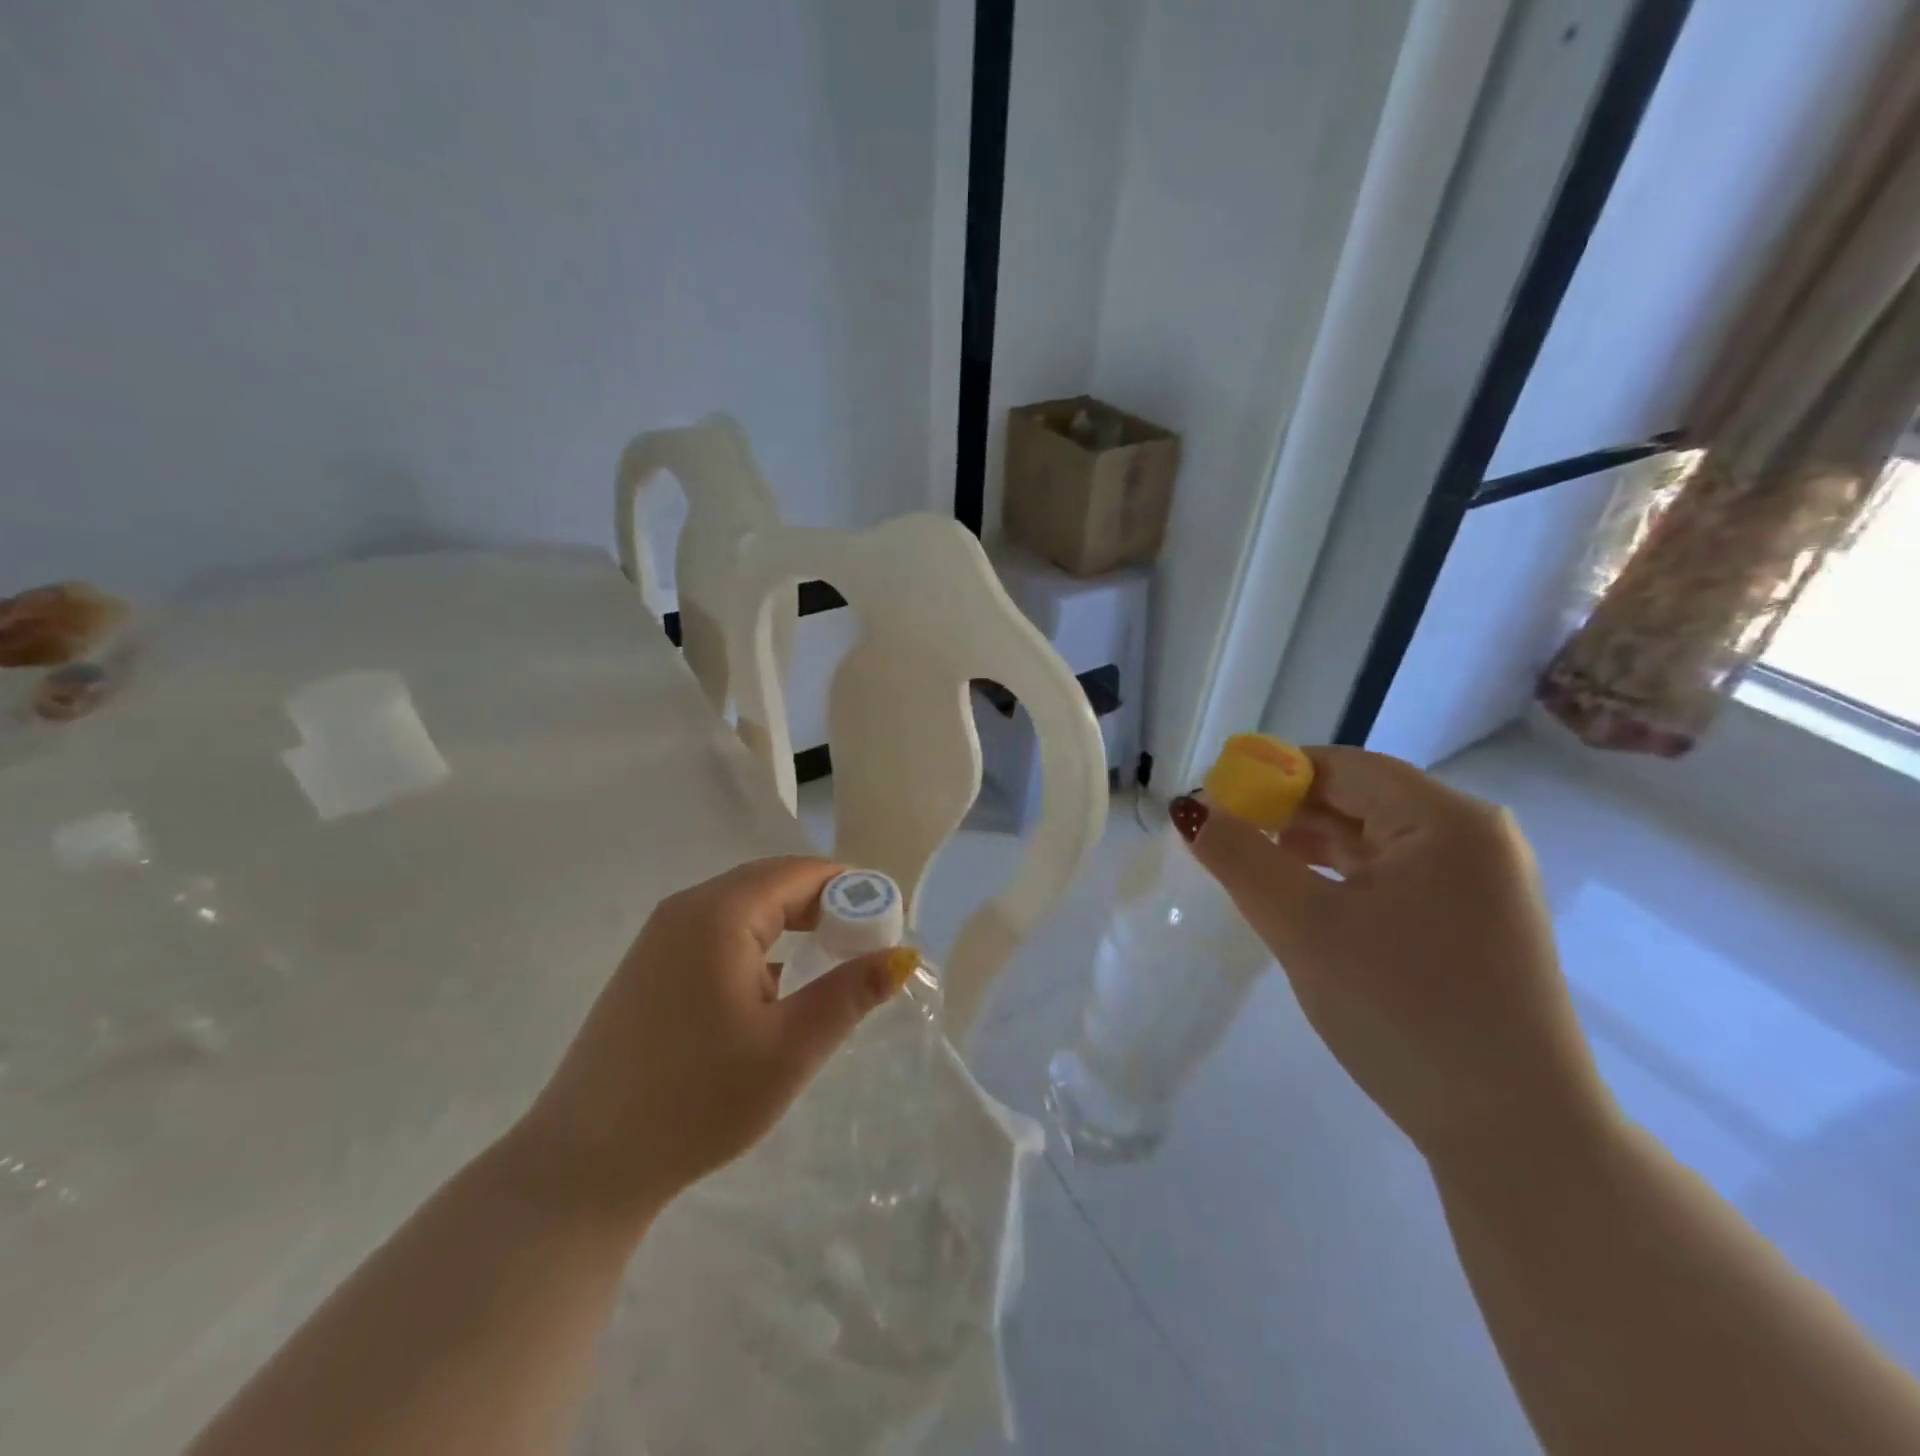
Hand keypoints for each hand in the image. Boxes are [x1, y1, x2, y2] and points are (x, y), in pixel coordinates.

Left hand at [509, 857, 914, 1226]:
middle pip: (772, 884)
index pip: (800, 873)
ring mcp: (659, 939)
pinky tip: (774, 992)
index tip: (889, 922)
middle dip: (825, 907)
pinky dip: (758, 948)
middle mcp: (685, 909)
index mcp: (718, 913)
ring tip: (829, 967)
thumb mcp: (790, 1048)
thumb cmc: (696, 1100)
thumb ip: (850, 994)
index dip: (852, 888)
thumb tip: (903, 956)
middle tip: (866, 947)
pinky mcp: (648, 970)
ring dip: (792, 927)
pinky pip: (717, 936)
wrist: (581, 1168)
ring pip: (744, 910)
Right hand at [1178, 746, 1615, 1164]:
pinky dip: (1342, 879)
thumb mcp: (1304, 926)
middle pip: (1359, 800)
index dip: (1270, 775)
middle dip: (1286, 814)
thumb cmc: (1404, 1010)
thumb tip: (1188, 808)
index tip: (1213, 801)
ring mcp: (1481, 883)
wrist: (1517, 1134)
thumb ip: (1239, 857)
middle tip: (1223, 838)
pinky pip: (1394, 877)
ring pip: (1374, 841)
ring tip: (1251, 868)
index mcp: (1447, 820)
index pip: (1341, 767)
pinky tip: (1302, 900)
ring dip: (1309, 848)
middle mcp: (1475, 838)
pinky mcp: (1476, 923)